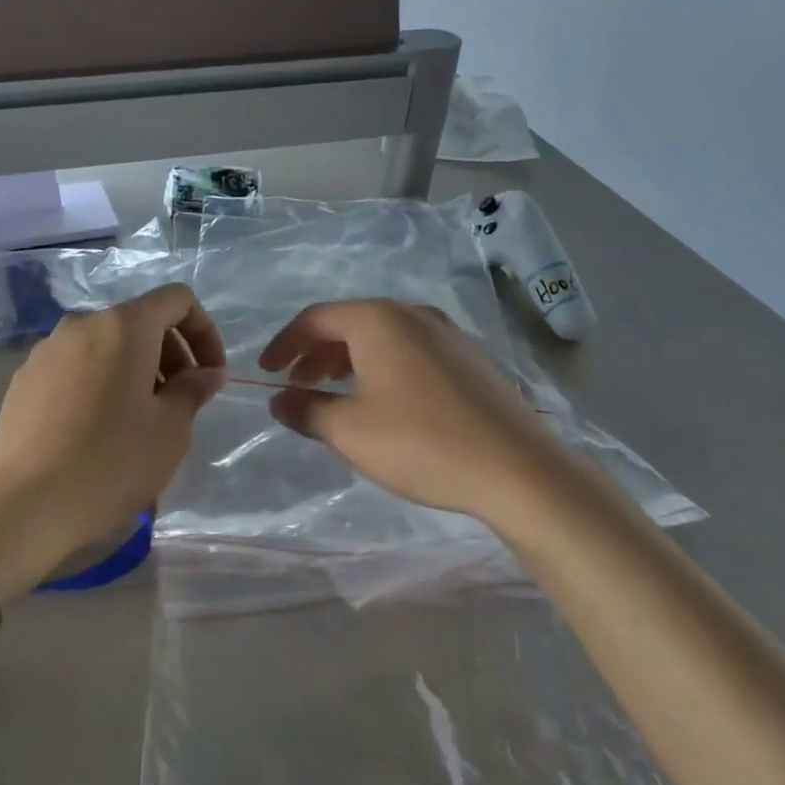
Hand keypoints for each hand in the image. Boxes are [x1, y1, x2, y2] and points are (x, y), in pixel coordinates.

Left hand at [0, 284, 226, 594]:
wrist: (24, 505)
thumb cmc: (112, 462)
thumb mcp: (170, 429)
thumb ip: (193, 390)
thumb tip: (206, 373)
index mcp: (123, 326)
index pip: (177, 300)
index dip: (204, 332)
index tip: (209, 376)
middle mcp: (82, 325)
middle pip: (140, 322)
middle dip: (171, 355)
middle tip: (179, 404)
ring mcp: (46, 351)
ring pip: (106, 346)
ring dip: (135, 372)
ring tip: (140, 422)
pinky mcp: (24, 379)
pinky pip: (76, 367)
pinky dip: (100, 384)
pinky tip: (98, 431)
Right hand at [257, 300, 563, 524]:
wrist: (518, 469)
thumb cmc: (421, 443)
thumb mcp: (350, 430)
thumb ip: (306, 410)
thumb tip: (280, 400)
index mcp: (379, 321)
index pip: (316, 318)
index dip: (284, 344)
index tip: (266, 372)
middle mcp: (414, 315)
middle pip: (350, 324)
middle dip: (316, 354)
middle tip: (296, 386)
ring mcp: (448, 335)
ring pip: (382, 338)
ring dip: (348, 362)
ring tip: (334, 396)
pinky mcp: (470, 360)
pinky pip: (410, 352)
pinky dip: (382, 369)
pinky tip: (383, 404)